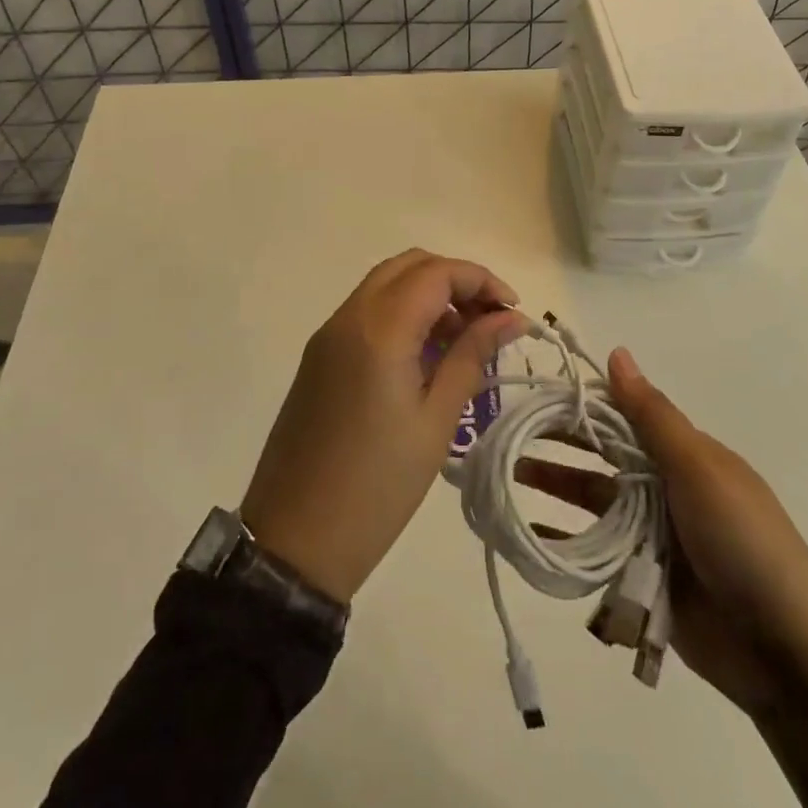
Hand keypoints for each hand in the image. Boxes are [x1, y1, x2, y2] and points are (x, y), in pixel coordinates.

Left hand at [240, 250, 527, 603]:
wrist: (295, 542)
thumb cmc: (377, 486)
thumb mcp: (436, 420)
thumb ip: (472, 356)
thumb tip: (511, 318)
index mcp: (378, 330)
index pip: (436, 273)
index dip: (481, 280)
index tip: (513, 311)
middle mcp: (348, 317)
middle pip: (409, 265)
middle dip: (455, 280)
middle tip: (488, 320)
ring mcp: (328, 335)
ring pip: (385, 284)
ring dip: (428, 295)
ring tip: (463, 340)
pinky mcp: (319, 356)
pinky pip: (367, 311)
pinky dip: (402, 314)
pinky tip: (426, 355)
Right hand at [515, 348, 801, 715]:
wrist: (787, 653)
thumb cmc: (744, 542)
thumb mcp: (699, 469)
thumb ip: (652, 415)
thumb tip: (616, 351)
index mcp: (684, 454)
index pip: (622, 416)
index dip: (580, 405)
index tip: (534, 396)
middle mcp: (665, 487)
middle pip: (602, 457)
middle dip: (559, 443)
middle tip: (507, 435)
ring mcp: (654, 535)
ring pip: (594, 501)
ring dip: (555, 487)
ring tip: (507, 478)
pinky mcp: (644, 579)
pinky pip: (596, 551)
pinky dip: (564, 540)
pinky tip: (529, 533)